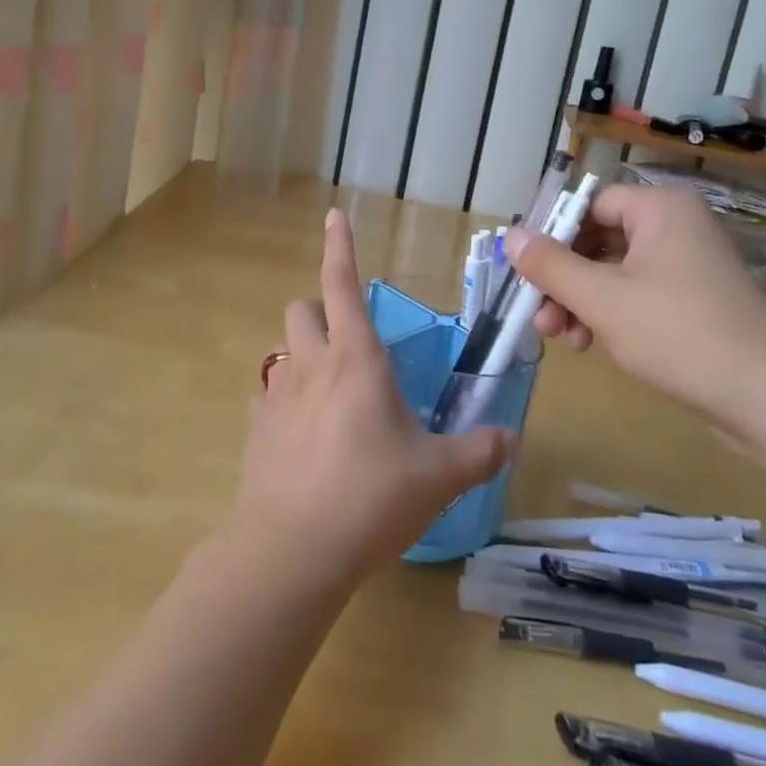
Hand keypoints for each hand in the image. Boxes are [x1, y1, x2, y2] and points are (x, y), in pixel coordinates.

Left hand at [230, 209, 512, 590]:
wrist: (292, 551)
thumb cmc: (371, 498)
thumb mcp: (438, 477)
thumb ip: (478, 452)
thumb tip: (509, 439)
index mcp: (356, 359)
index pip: (342, 283)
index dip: (339, 245)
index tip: (333, 214)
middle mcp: (312, 365)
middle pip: (302, 309)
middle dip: (321, 311)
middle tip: (349, 343)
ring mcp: (277, 396)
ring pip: (282, 350)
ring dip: (304, 356)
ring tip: (331, 393)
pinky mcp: (256, 430)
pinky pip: (268, 398)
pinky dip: (285, 402)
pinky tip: (304, 436)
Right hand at [508, 183, 765, 424]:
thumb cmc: (680, 334)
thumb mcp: (602, 299)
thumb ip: (550, 266)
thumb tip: (510, 236)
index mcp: (659, 210)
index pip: (588, 204)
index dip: (550, 233)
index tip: (523, 268)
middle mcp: (673, 228)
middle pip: (596, 239)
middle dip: (561, 278)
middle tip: (536, 312)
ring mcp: (685, 266)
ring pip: (611, 271)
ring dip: (578, 301)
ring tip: (560, 338)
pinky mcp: (691, 302)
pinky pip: (634, 294)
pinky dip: (606, 314)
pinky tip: (589, 344)